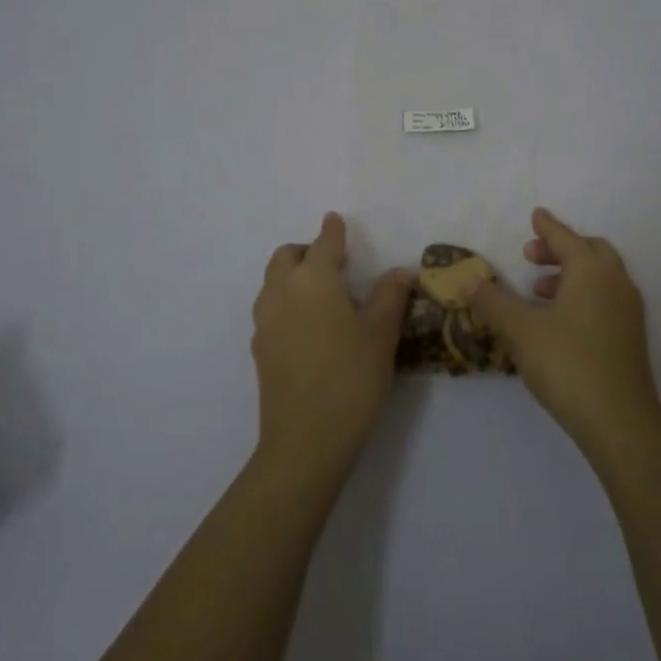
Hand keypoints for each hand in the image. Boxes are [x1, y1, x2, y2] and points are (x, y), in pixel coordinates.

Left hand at [250, 212, 411, 478]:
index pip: (324, 242)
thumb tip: (400, 272)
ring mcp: (265, 321)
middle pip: (287, 256)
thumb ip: (391, 295)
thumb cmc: (351, 377)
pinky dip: (287, 302)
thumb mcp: (382, 333)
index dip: (333, 230)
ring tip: (323, 296)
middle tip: (335, 265)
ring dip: (294, 276)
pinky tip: (309, 328)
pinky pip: (270, 309)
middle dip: (308, 251)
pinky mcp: (259, 348)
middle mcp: (281, 291)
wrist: (306, 440)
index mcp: (313, 279)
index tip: (336, 220)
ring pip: (274, 282)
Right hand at [468, 208, 660, 461]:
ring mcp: (628, 310)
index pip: (565, 237)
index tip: (535, 215)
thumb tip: (467, 281)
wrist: (621, 422)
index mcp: (591, 270)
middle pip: (589, 251)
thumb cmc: (567, 364)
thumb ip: (492, 302)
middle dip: (560, 249)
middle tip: (530, 257)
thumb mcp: (520, 330)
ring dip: (570, 274)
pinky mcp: (631, 337)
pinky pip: (605, 298)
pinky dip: (583, 294)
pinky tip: (559, 321)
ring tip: (538, 291)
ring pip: (600, 276)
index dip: (547, 227)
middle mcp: (615, 282)